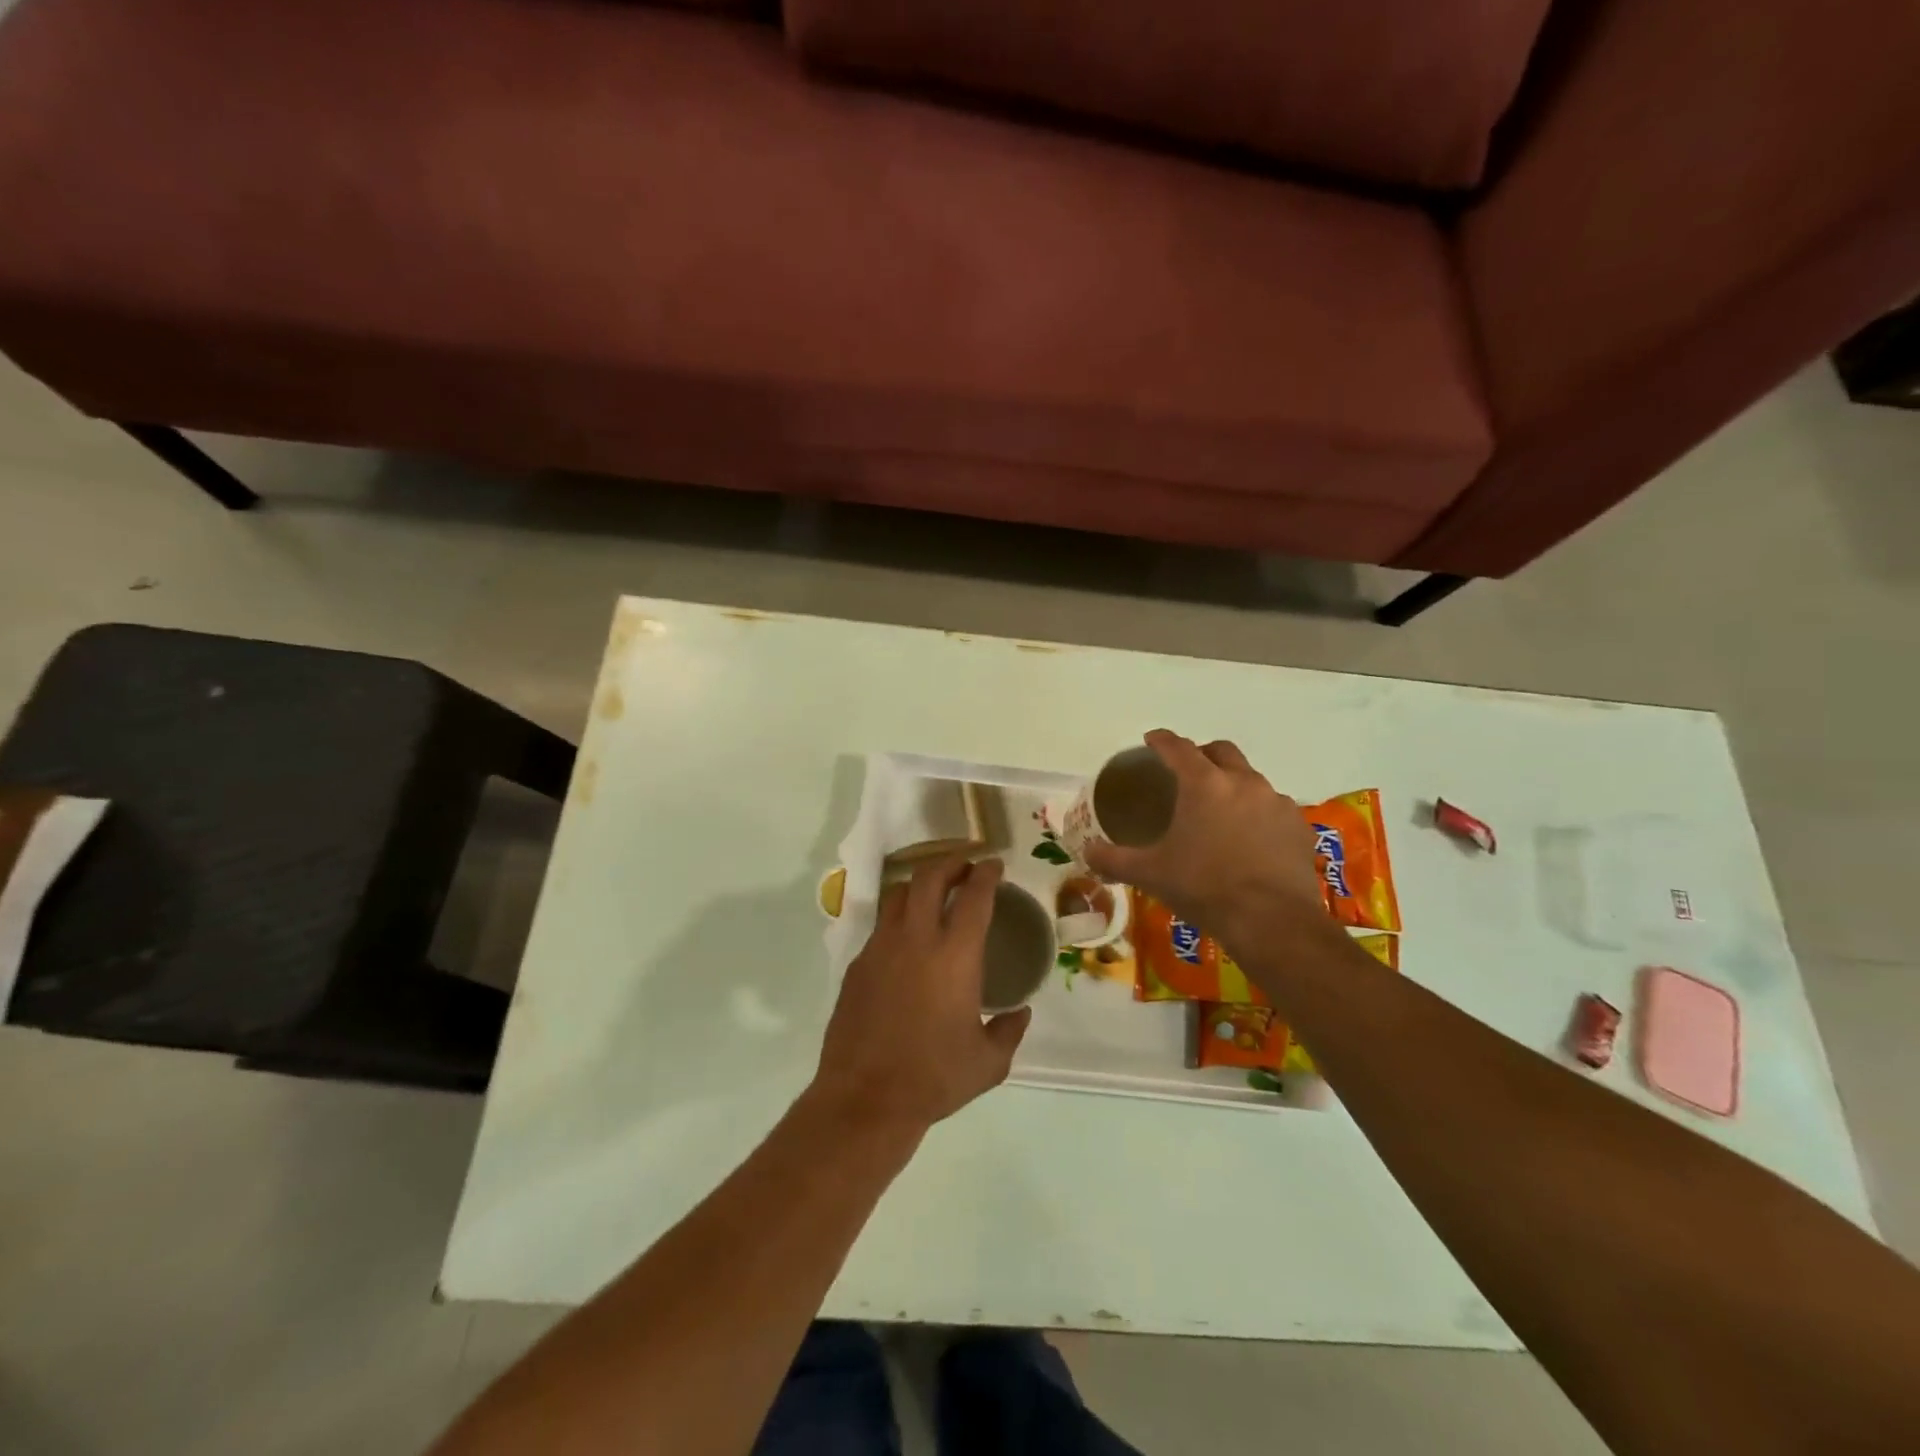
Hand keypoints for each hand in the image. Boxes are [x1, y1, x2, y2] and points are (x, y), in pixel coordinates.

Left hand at [812, 856, 1030, 1132]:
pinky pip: (880, 927)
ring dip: (919, 885)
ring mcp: (881, 948)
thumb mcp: (988, 1063)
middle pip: (929, 878)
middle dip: (950, 864)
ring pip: (898, 894)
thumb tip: (1020, 1013)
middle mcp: (917, 939)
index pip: (974, 896)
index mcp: (956, 955)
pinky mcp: (857, 964)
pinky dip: (898, 920)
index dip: (986, 874)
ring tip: (933, 893)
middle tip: (964, 867)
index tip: (993, 865)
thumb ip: (1009, 1031)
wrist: (865, 1098)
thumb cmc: (934, 1078)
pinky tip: (906, 942)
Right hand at [1084, 730, 1329, 951]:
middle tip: (1187, 771)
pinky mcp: (1299, 827)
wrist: (1271, 922)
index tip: (1151, 739)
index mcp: (1204, 784)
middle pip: (1221, 751)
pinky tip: (1250, 837)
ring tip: (1220, 810)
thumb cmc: (1203, 888)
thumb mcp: (1150, 874)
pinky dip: (1258, 813)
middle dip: (1202, 754)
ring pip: (1251, 779)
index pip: (1178, 747)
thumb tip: (1086, 852)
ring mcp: (1277, 803)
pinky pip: (1274, 808)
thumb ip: (1114, 859)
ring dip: (1233, 784)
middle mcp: (1243, 782)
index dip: (1162, 740)